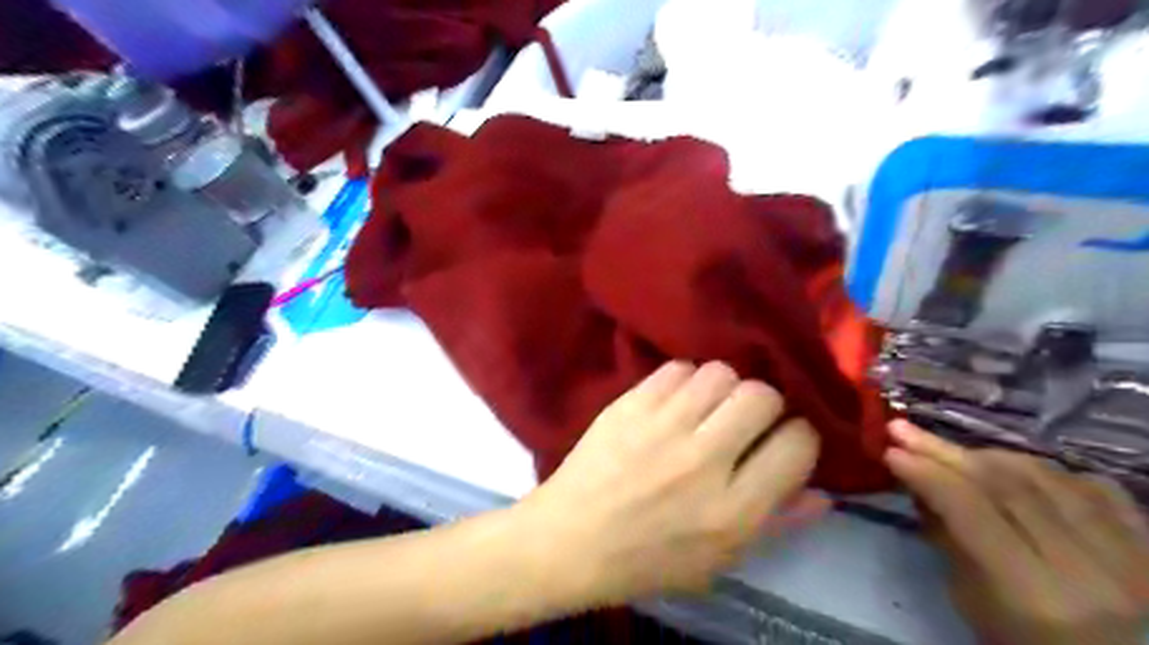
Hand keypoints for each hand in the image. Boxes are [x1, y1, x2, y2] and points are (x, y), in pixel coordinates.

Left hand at [519, 361, 824, 607]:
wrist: (571, 539)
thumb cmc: (647, 561)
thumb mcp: (720, 561)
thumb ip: (776, 523)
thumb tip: (824, 493)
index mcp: (732, 509)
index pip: (796, 444)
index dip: (798, 438)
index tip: (783, 441)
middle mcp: (703, 460)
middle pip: (761, 396)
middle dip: (764, 405)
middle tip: (744, 421)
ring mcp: (662, 426)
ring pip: (720, 373)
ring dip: (723, 389)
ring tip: (708, 408)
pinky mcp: (630, 405)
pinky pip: (677, 368)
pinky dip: (684, 381)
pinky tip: (674, 402)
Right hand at [887, 421, 1147, 641]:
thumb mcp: (976, 609)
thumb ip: (951, 544)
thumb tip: (921, 489)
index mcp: (1036, 595)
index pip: (971, 510)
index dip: (926, 474)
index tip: (890, 451)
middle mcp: (1089, 568)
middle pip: (1005, 485)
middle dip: (944, 451)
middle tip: (901, 428)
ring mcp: (1131, 554)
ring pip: (1046, 476)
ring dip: (987, 455)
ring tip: (950, 450)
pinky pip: (1094, 486)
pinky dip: (1044, 470)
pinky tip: (1015, 467)